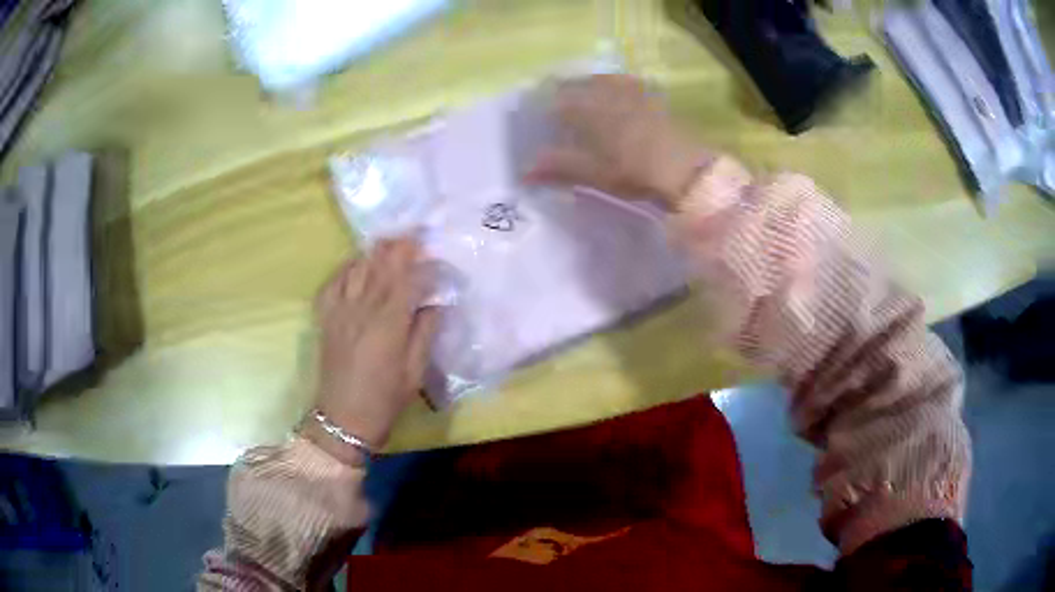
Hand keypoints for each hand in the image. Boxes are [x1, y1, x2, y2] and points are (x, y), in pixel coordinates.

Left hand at [305, 238, 438, 463]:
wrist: (343, 419)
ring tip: (389, 242)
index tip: (437, 256)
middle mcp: (362, 309)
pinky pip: (333, 283)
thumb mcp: (415, 372)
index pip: (408, 280)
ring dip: (374, 252)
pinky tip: (356, 264)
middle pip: (381, 266)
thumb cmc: (385, 399)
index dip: (423, 264)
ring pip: (357, 269)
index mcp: (389, 324)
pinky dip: (346, 268)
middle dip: (399, 247)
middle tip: (414, 233)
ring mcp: (340, 311)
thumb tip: (434, 303)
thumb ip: (425, 333)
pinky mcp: (326, 318)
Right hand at [526, 75, 709, 206]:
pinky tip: (616, 98)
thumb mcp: (592, 173)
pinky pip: (624, 82)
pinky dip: (613, 87)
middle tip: (558, 111)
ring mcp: (630, 88)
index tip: (535, 119)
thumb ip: (557, 167)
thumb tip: (523, 172)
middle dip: (562, 94)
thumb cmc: (633, 171)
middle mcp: (604, 89)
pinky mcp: (651, 94)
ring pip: (599, 80)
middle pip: (575, 84)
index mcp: (585, 106)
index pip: (553, 99)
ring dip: (587, 87)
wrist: (685, 168)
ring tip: (584, 102)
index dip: (541, 108)